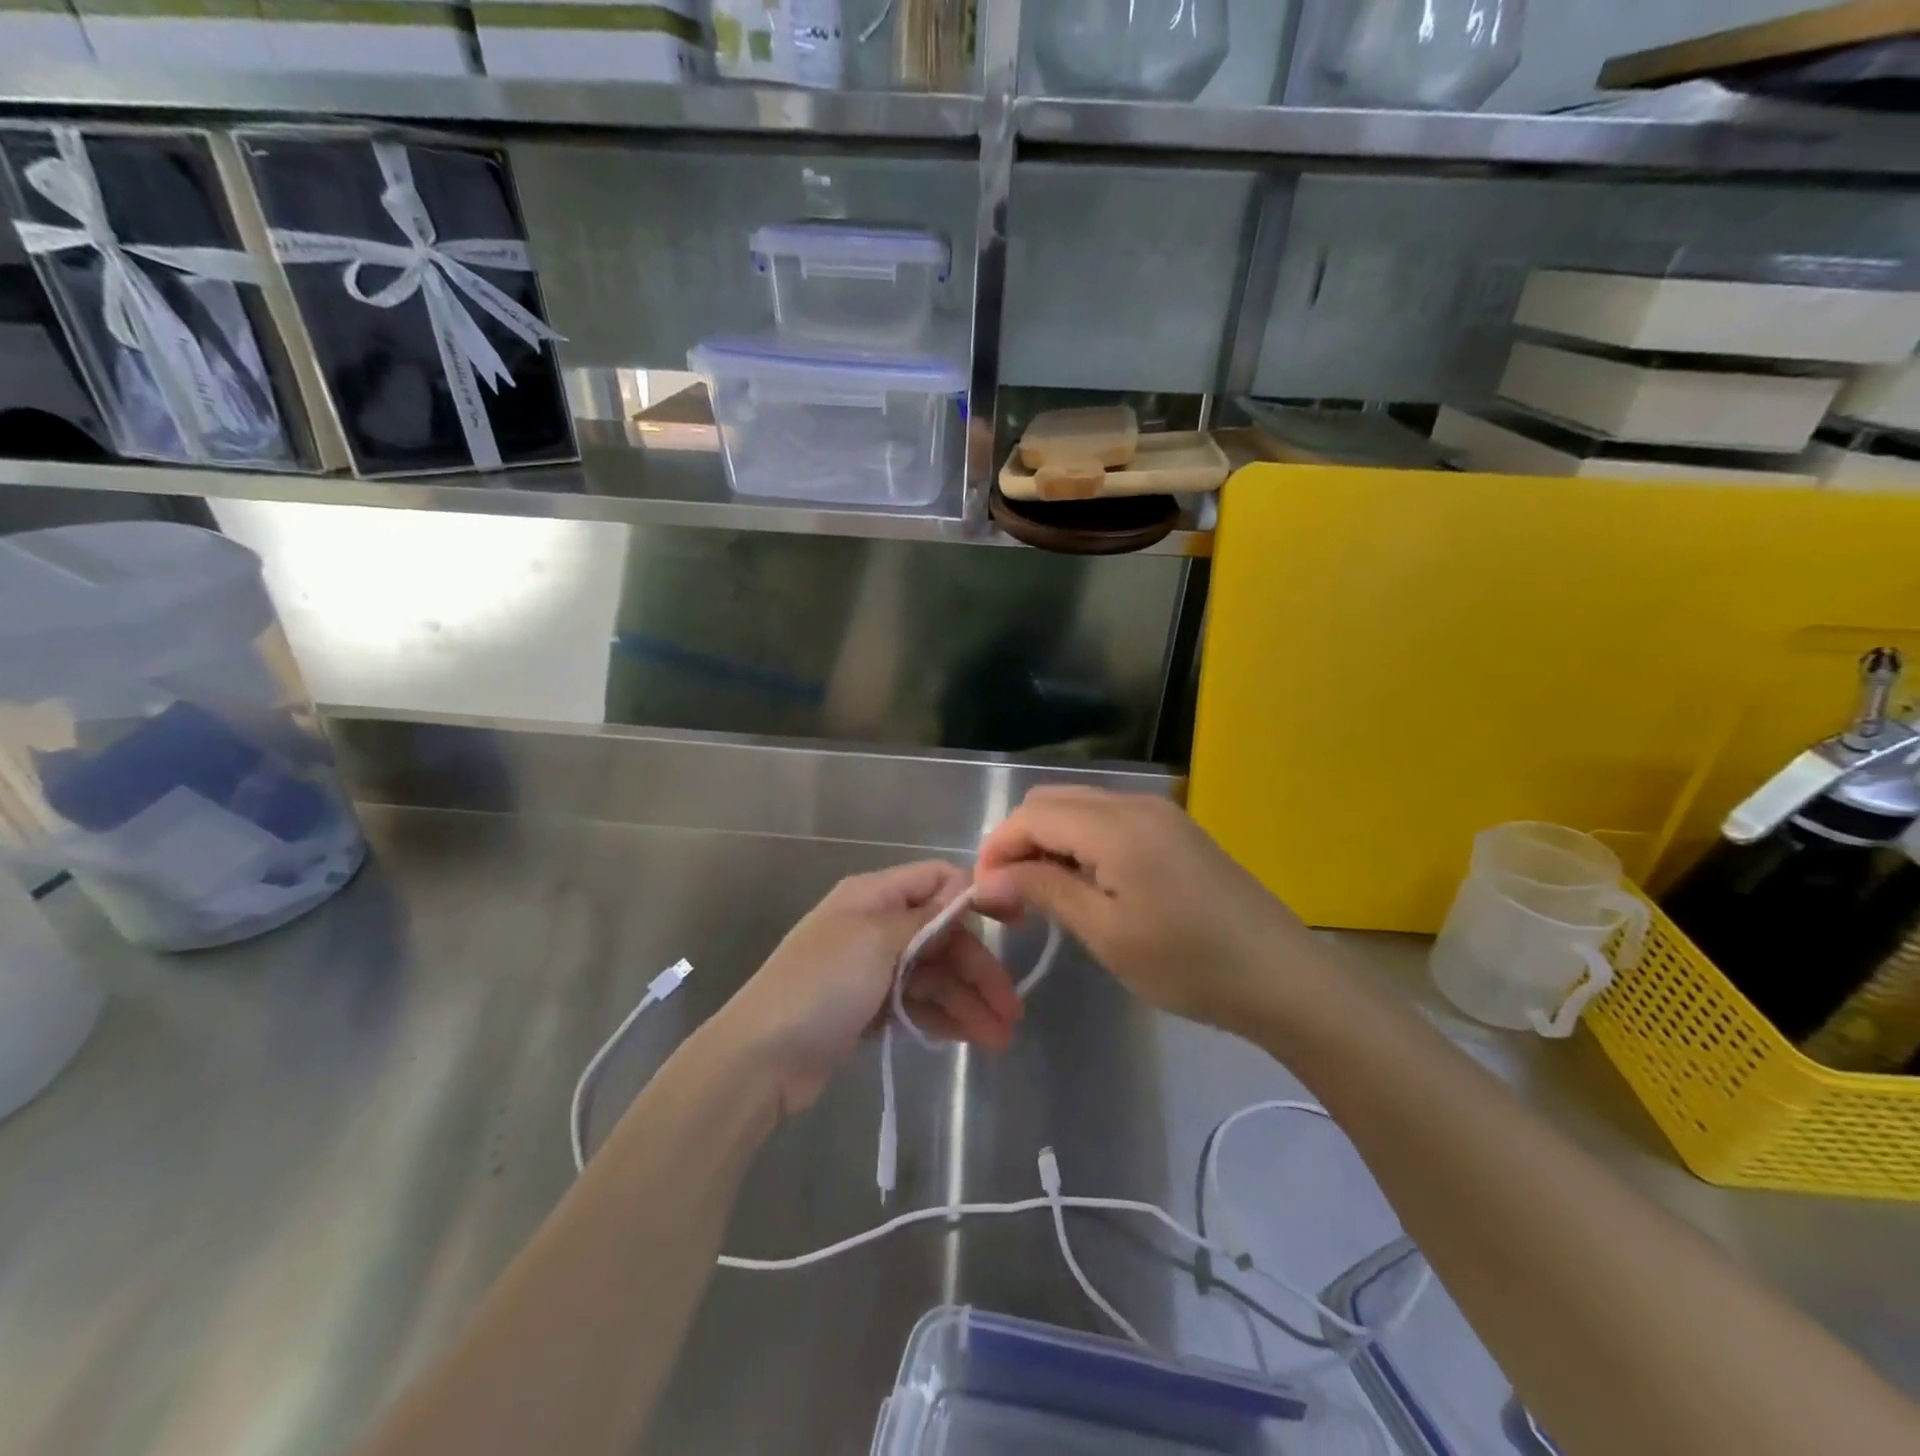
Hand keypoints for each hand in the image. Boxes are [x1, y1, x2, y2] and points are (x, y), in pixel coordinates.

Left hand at [713, 862, 1023, 1116]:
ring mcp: (873, 970)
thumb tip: (966, 885)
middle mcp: (876, 926)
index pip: (936, 880)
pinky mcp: (870, 1009)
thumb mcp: (876, 940)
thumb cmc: (821, 985)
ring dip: (968, 1002)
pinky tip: (972, 1038)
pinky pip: (918, 1004)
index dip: (974, 898)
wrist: (761, 1058)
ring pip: (934, 976)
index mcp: (873, 896)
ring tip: (1001, 1038)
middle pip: (942, 936)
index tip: (1013, 927)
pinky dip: (944, 1017)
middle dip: (978, 969)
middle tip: (1012, 1010)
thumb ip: (926, 916)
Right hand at [972, 788, 1318, 1036]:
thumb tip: (986, 880)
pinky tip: (1086, 886)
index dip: (997, 850)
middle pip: (1051, 801)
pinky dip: (1080, 843)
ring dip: (1048, 842)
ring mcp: (1159, 813)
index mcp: (1115, 826)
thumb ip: (1043, 892)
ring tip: (1043, 898)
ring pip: (1078, 807)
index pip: (1031, 815)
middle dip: (1018, 842)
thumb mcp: (1107, 933)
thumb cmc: (1189, 964)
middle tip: (1012, 900)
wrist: (1283, 978)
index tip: (985, 898)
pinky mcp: (1174, 829)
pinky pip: (1108, 820)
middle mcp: (1135, 803)